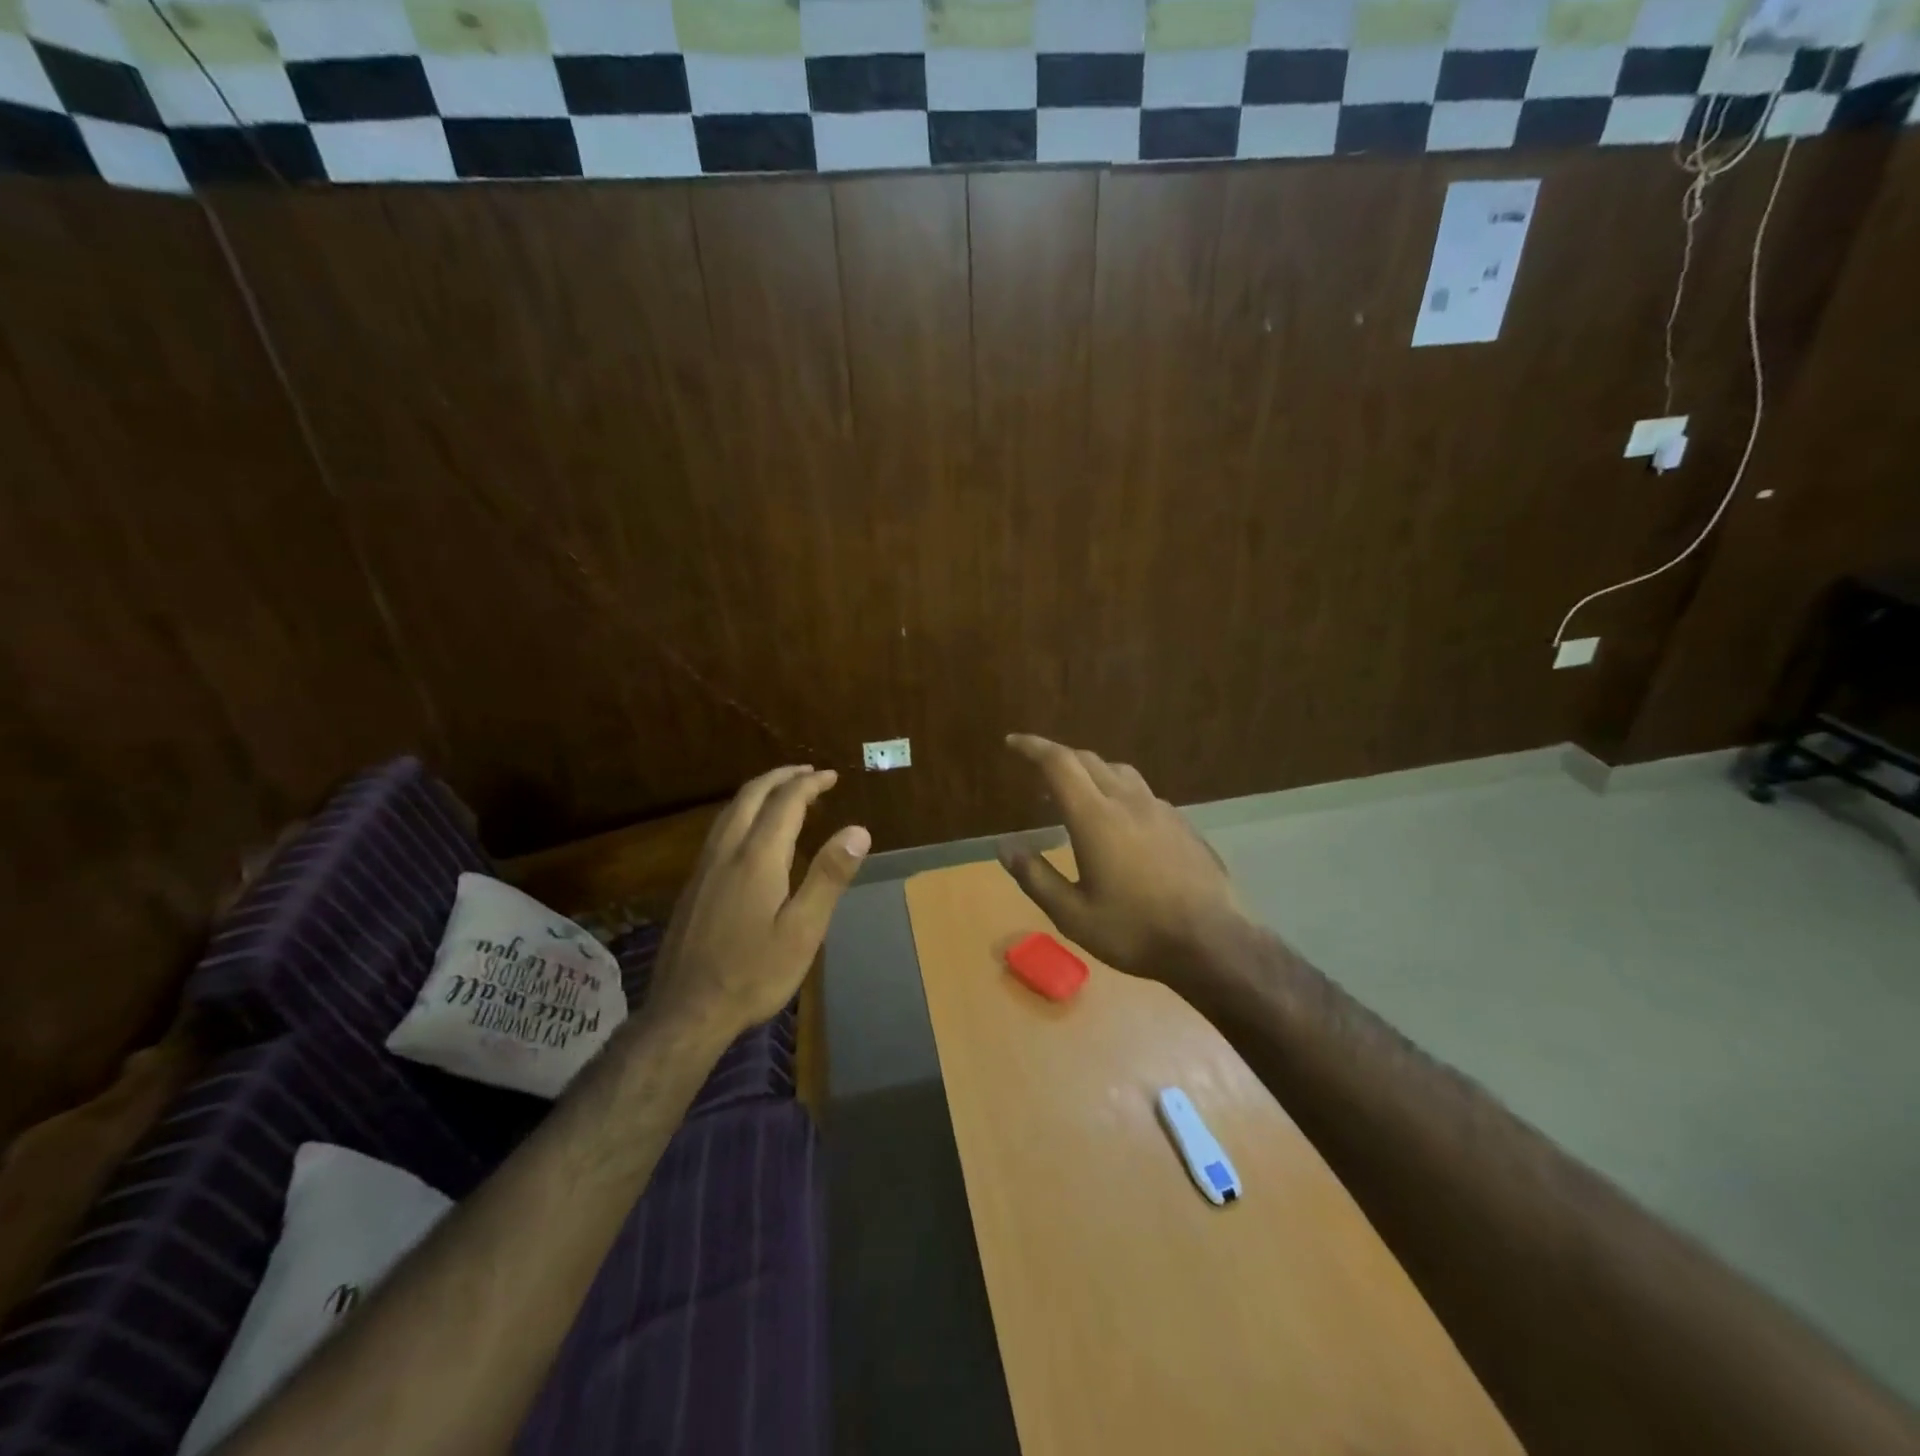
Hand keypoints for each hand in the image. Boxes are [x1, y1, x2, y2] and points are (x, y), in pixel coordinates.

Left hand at [649, 766, 868, 1038]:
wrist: (686, 1011)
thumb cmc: (754, 973)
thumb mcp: (803, 930)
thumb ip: (829, 876)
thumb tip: (858, 830)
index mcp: (757, 858)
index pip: (785, 802)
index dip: (809, 784)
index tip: (831, 776)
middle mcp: (727, 852)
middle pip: (751, 796)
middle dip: (781, 777)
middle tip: (808, 773)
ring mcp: (704, 868)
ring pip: (729, 810)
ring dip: (759, 791)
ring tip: (782, 791)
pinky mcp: (694, 885)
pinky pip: (720, 829)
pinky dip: (742, 812)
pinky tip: (749, 832)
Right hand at [999, 735, 1245, 984]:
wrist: (1212, 942)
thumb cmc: (1134, 930)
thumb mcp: (1072, 915)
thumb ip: (1035, 877)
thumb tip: (1004, 847)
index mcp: (1095, 818)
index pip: (1058, 763)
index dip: (1032, 747)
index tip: (1012, 742)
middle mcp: (1127, 802)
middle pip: (1088, 759)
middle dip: (1058, 756)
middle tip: (1037, 771)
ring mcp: (1160, 810)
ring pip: (1119, 772)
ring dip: (1091, 771)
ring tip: (1077, 794)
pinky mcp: (1182, 824)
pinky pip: (1142, 794)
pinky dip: (1119, 792)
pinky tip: (1120, 823)